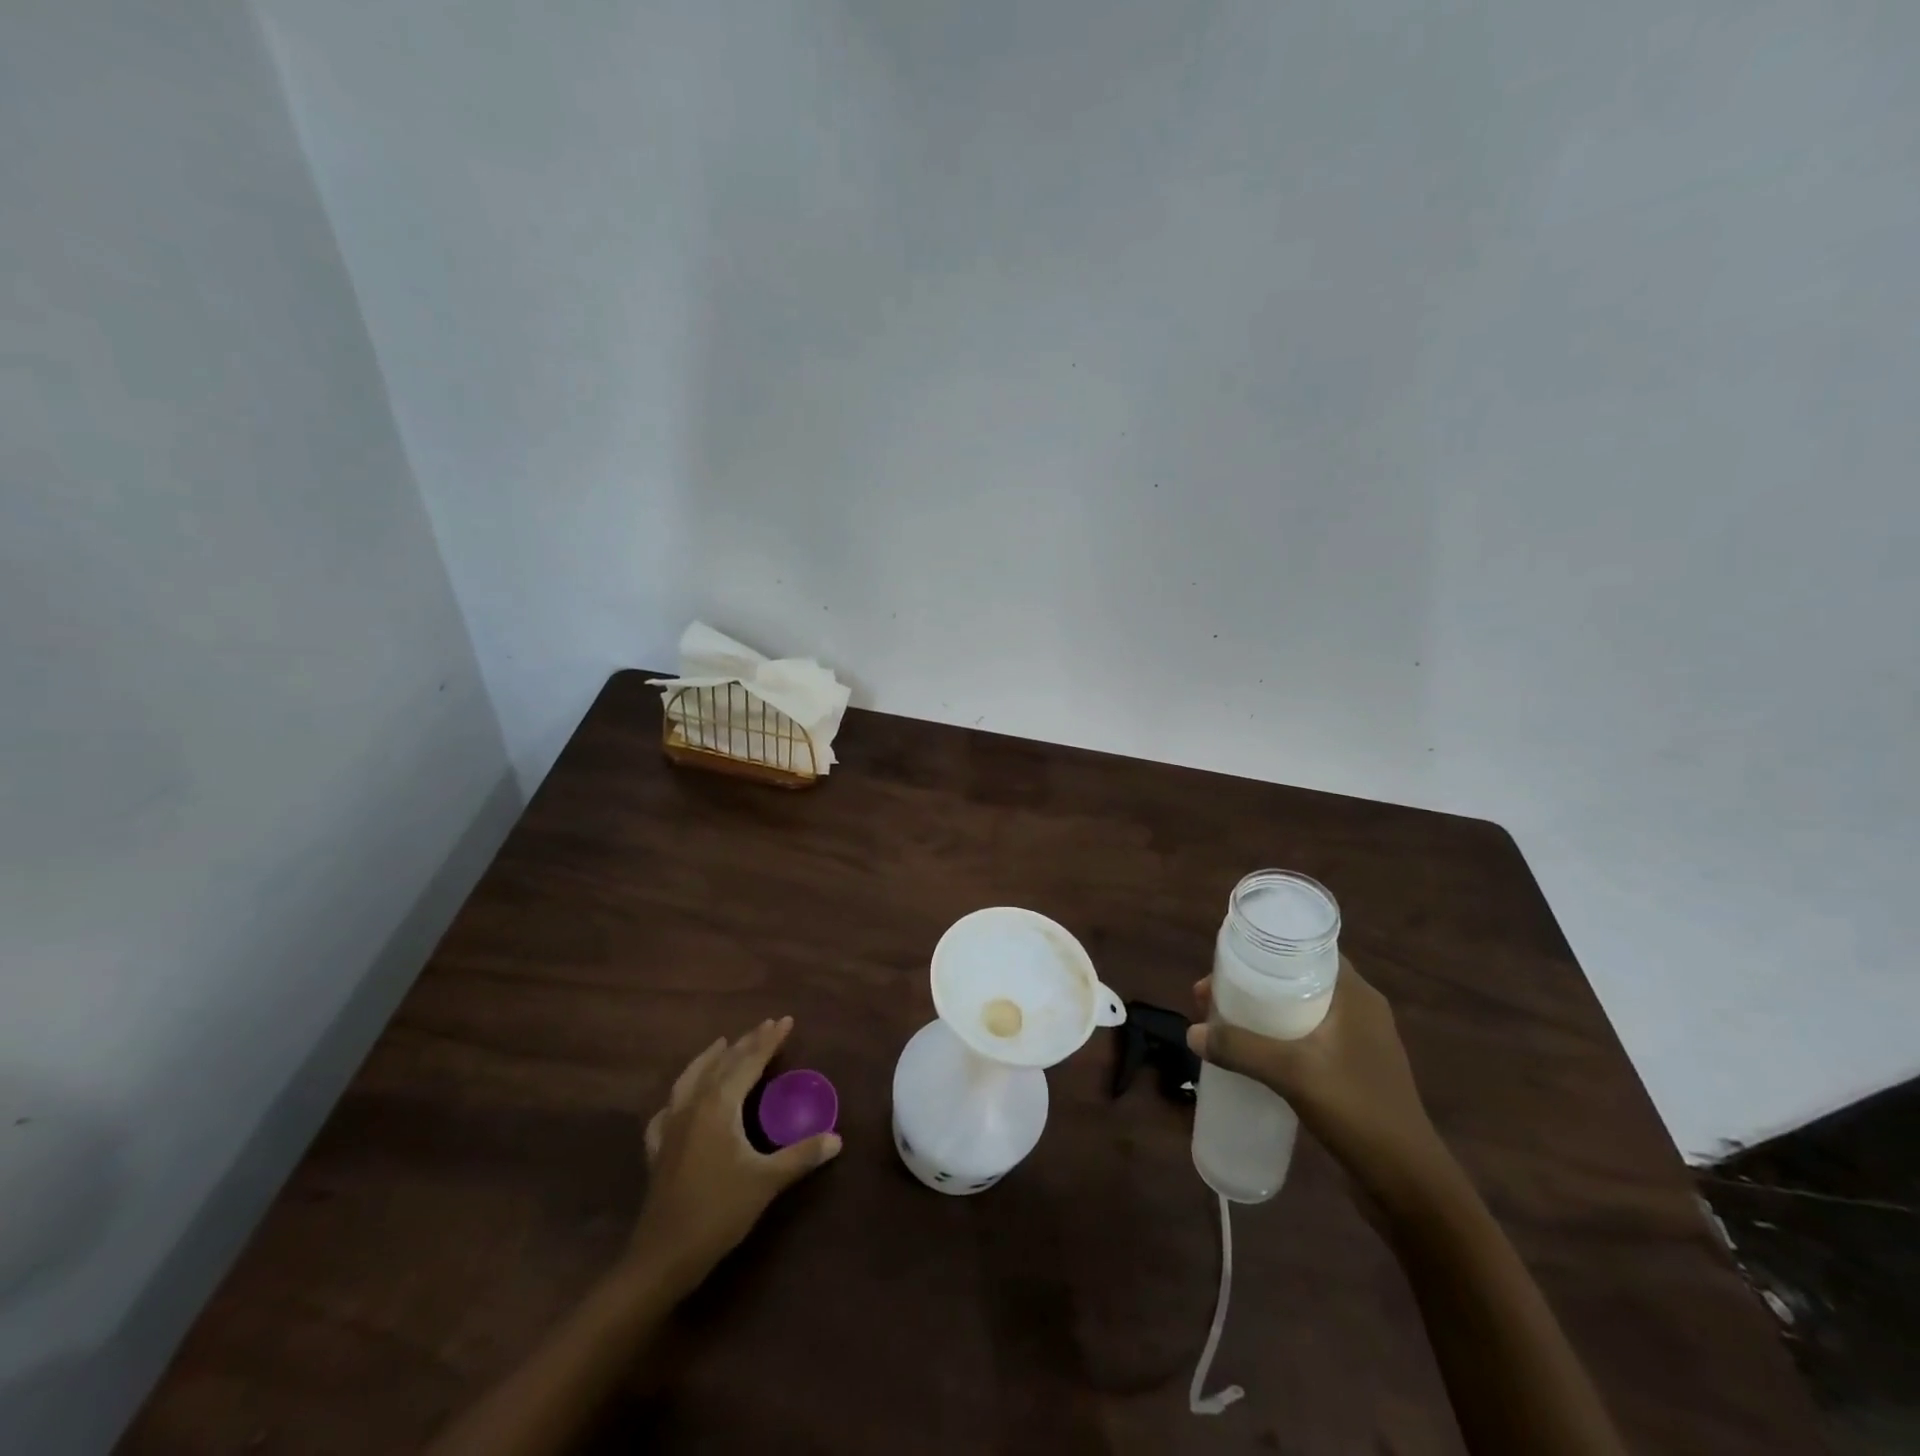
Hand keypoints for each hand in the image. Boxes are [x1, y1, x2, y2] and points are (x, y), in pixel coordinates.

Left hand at [630, 1018, 840, 1292]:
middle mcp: (693, 1105)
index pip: (749, 1061)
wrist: (663, 1257)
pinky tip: (679, 1101)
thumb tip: (837, 1139)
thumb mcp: (767, 1181)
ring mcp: (671, 1126)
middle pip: (722, 1063)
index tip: (786, 1020)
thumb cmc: (719, 1212)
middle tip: (766, 1025)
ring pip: (691, 1078)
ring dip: (710, 1058)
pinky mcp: (658, 1149)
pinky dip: (679, 1096)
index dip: (769, 1040)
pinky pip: (668, 1109)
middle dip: (746, 1043)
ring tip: (721, 1044)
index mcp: (719, 1104)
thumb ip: (801, 1155)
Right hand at [1188, 962, 1444, 1200]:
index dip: (1266, 950)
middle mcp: (1359, 1012)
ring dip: (1261, 1013)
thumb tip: (1191, 1033)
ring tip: (1221, 1022)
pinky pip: (1306, 1038)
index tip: (1227, 959)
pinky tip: (1252, 1053)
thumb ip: (1240, 1049)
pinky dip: (1276, 1037)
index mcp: (1356, 997)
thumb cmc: (1358, 1111)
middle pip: (1296, 981)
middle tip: (1211, 995)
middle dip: (1251, 984)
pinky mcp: (1353, 1071)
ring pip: (1299, 1011)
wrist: (1409, 1185)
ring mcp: (1358, 1043)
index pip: (1308, 951)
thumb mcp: (1293, 1074)